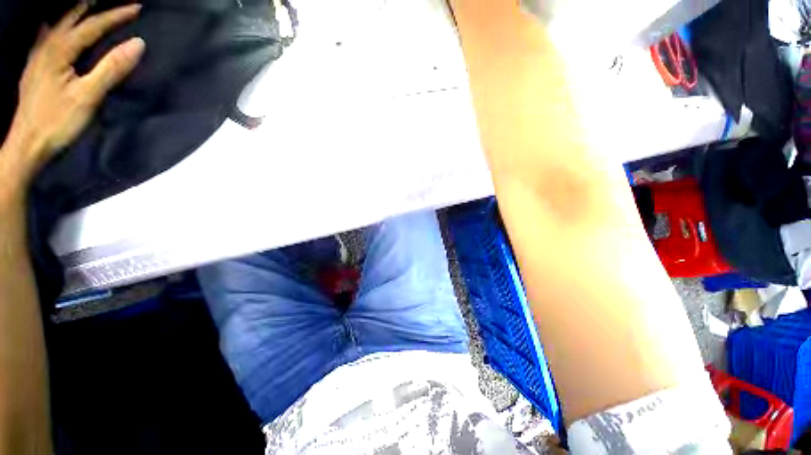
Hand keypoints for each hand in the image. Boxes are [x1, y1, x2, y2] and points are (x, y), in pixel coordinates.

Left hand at [8, 3, 144, 171]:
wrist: (27, 145)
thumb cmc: (57, 122)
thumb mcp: (88, 96)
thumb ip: (112, 68)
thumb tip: (138, 43)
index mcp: (59, 51)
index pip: (91, 26)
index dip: (115, 15)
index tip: (137, 7)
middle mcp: (46, 48)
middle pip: (72, 20)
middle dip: (92, 8)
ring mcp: (37, 59)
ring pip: (56, 27)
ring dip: (72, 14)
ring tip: (84, 5)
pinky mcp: (34, 71)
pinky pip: (42, 41)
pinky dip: (50, 29)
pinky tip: (49, 26)